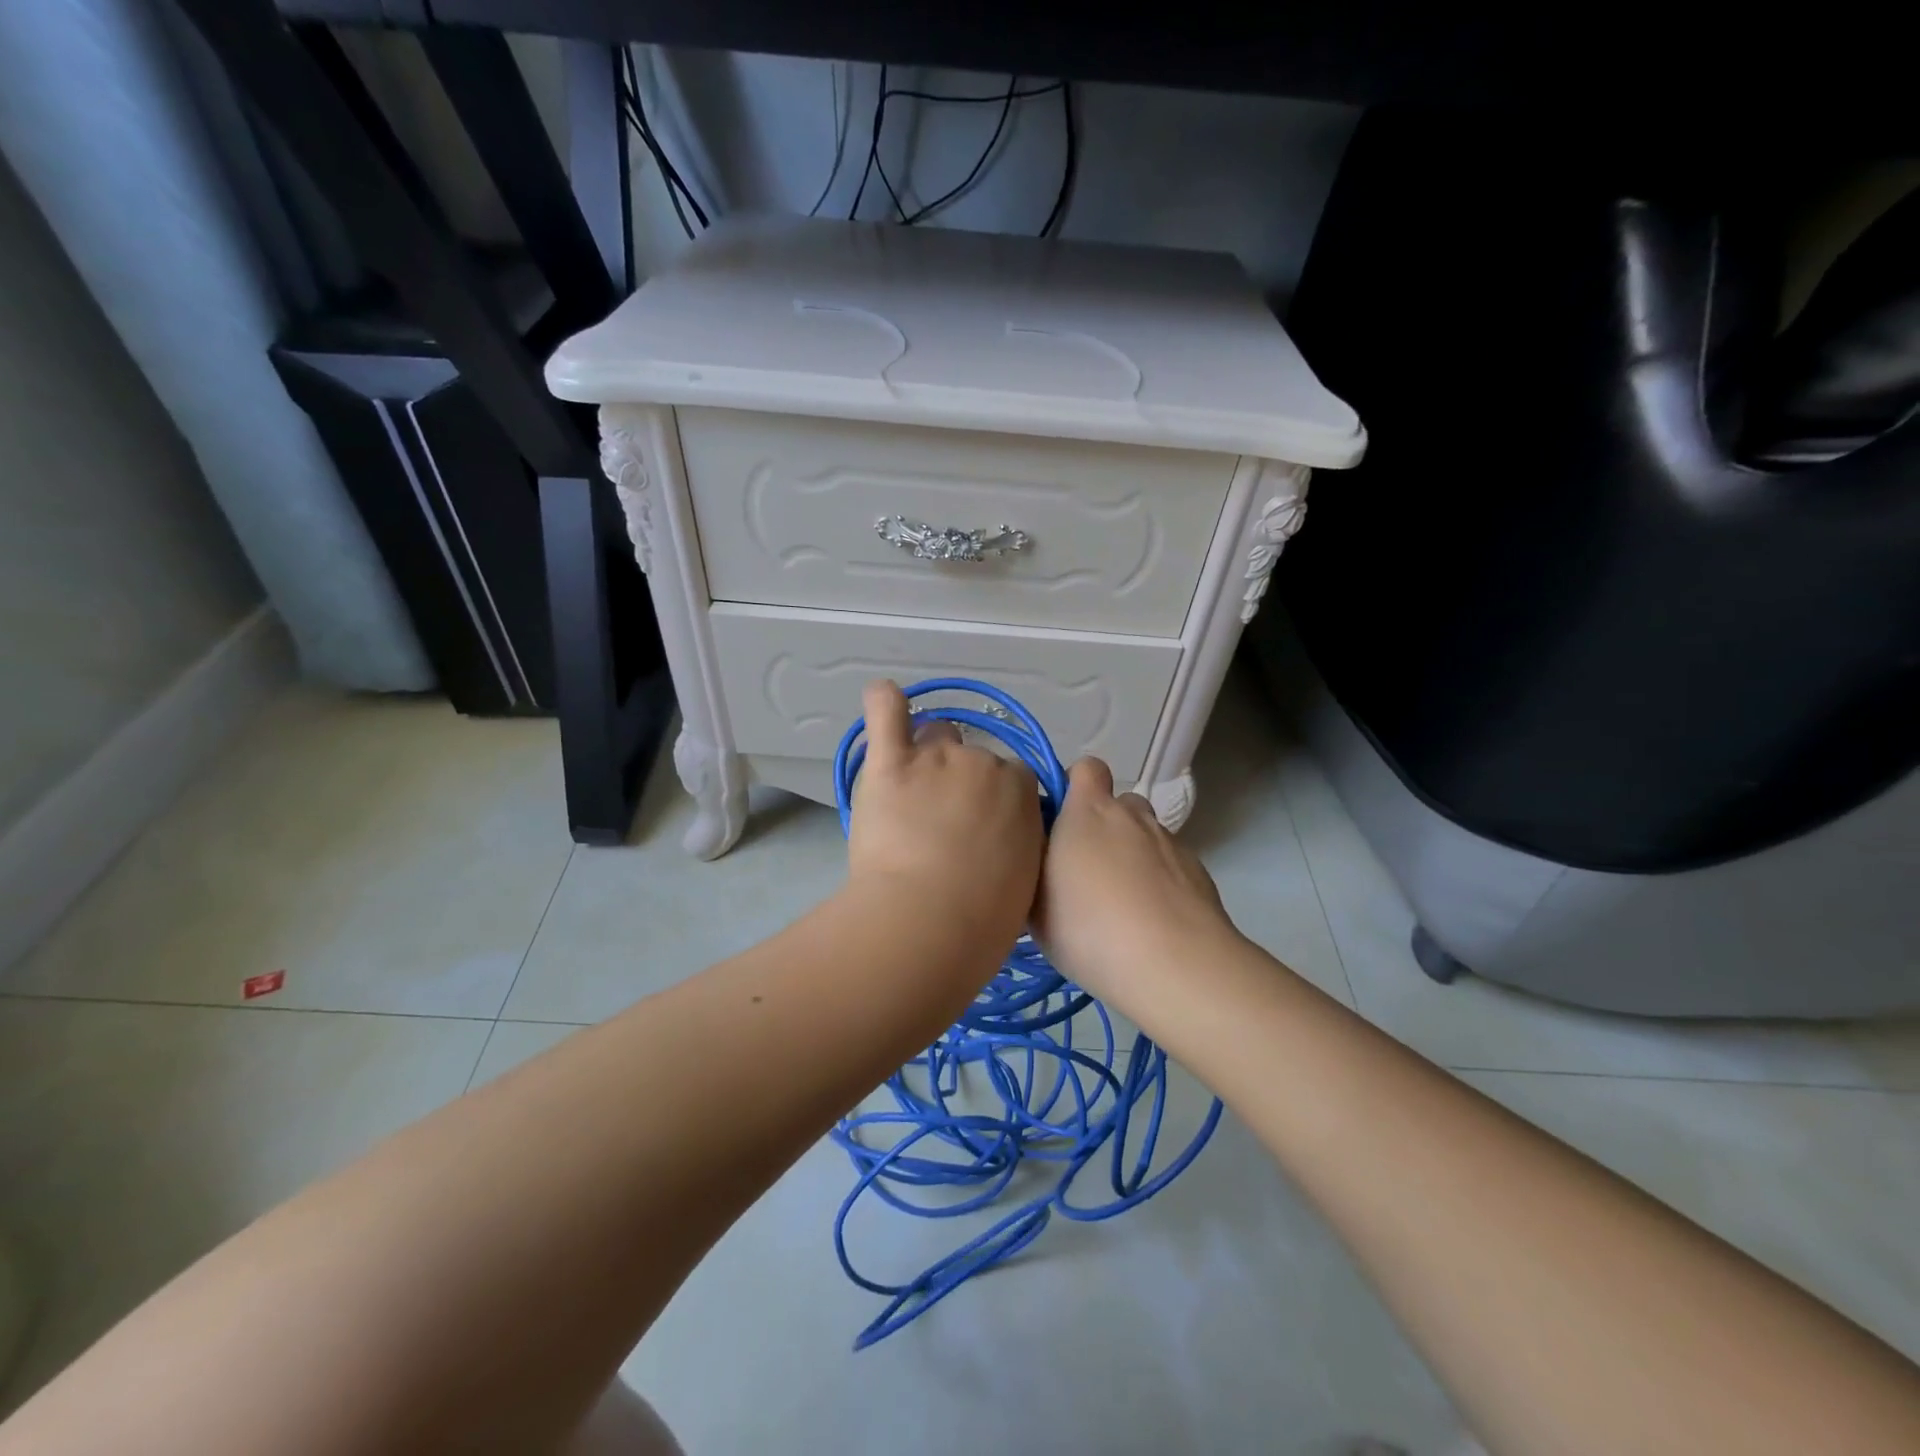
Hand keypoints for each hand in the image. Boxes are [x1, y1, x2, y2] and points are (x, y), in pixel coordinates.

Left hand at [846, 681, 1043, 950]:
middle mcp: (984, 762)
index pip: (1015, 779)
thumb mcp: (1025, 881)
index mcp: (1023, 791)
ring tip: (909, 794)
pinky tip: (884, 699)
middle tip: (943, 826)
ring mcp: (936, 757)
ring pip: (935, 735)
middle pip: (974, 757)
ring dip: (927, 756)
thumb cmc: (982, 919)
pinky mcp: (890, 762)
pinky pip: (886, 710)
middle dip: (963, 784)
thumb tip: (1005, 842)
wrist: (928, 921)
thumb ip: (1018, 845)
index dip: (998, 803)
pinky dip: (885, 702)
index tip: (984, 831)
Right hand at [1034, 757, 1242, 1016]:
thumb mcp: (1035, 906)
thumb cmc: (1089, 929)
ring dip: (1133, 856)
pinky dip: (1160, 883)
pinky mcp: (1198, 872)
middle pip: (1118, 804)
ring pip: (1145, 836)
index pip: (1085, 769)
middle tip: (1087, 872)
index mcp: (1088, 812)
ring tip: (1123, 903)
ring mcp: (1170, 842)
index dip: (1074, 787)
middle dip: (1104, 827)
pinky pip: (1171, 866)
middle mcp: (1132, 816)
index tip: (1061, 822)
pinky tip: (1152, 923)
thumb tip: (1039, 859)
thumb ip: (1035, 869)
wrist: (1174, 965)